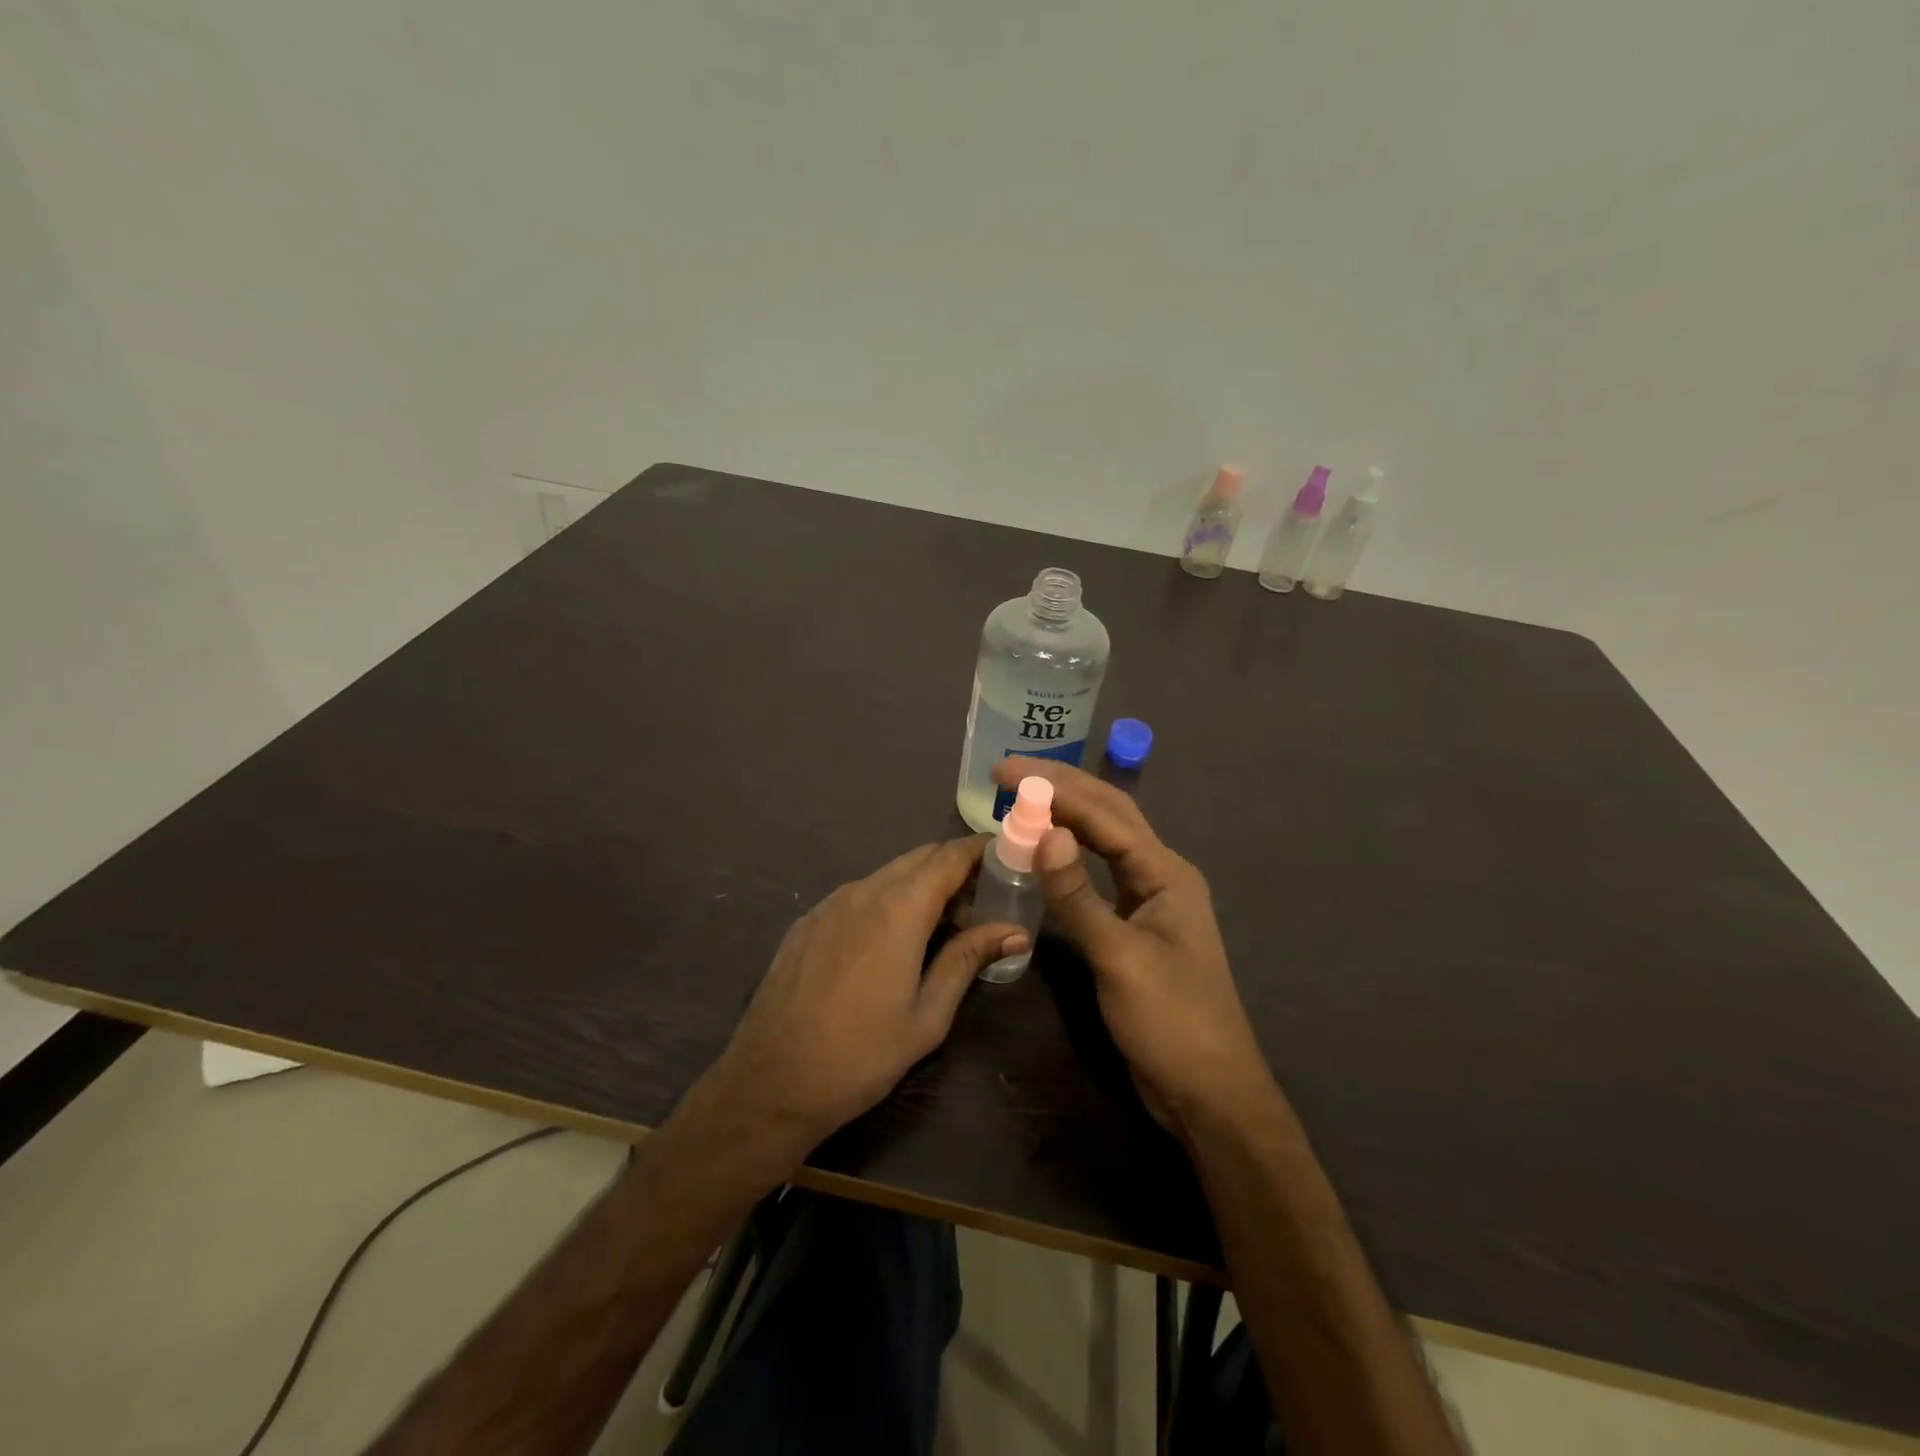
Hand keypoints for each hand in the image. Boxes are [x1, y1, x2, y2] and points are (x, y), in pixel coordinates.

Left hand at [695, 837, 1027, 1164]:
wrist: (770, 1082)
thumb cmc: (861, 1055)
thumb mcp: (927, 1014)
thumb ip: (968, 959)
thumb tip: (1016, 931)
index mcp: (899, 909)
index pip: (949, 857)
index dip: (981, 850)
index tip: (1008, 855)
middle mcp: (863, 891)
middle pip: (920, 858)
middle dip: (955, 867)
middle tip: (984, 898)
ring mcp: (829, 904)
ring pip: (888, 875)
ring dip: (921, 885)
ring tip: (944, 924)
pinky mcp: (808, 922)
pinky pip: (858, 894)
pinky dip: (888, 900)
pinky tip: (892, 940)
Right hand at [992, 758, 1273, 1135]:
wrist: (1207, 1092)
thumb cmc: (1171, 1022)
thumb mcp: (1119, 957)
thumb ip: (1078, 895)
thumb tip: (1046, 833)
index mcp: (1166, 873)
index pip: (1104, 814)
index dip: (1055, 787)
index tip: (1007, 771)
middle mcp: (1160, 876)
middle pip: (1108, 816)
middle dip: (1061, 788)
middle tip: (1008, 773)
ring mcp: (1148, 901)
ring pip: (1103, 842)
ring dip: (1065, 816)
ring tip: (1022, 799)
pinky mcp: (1133, 926)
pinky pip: (1097, 875)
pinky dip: (1068, 856)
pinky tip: (1045, 851)